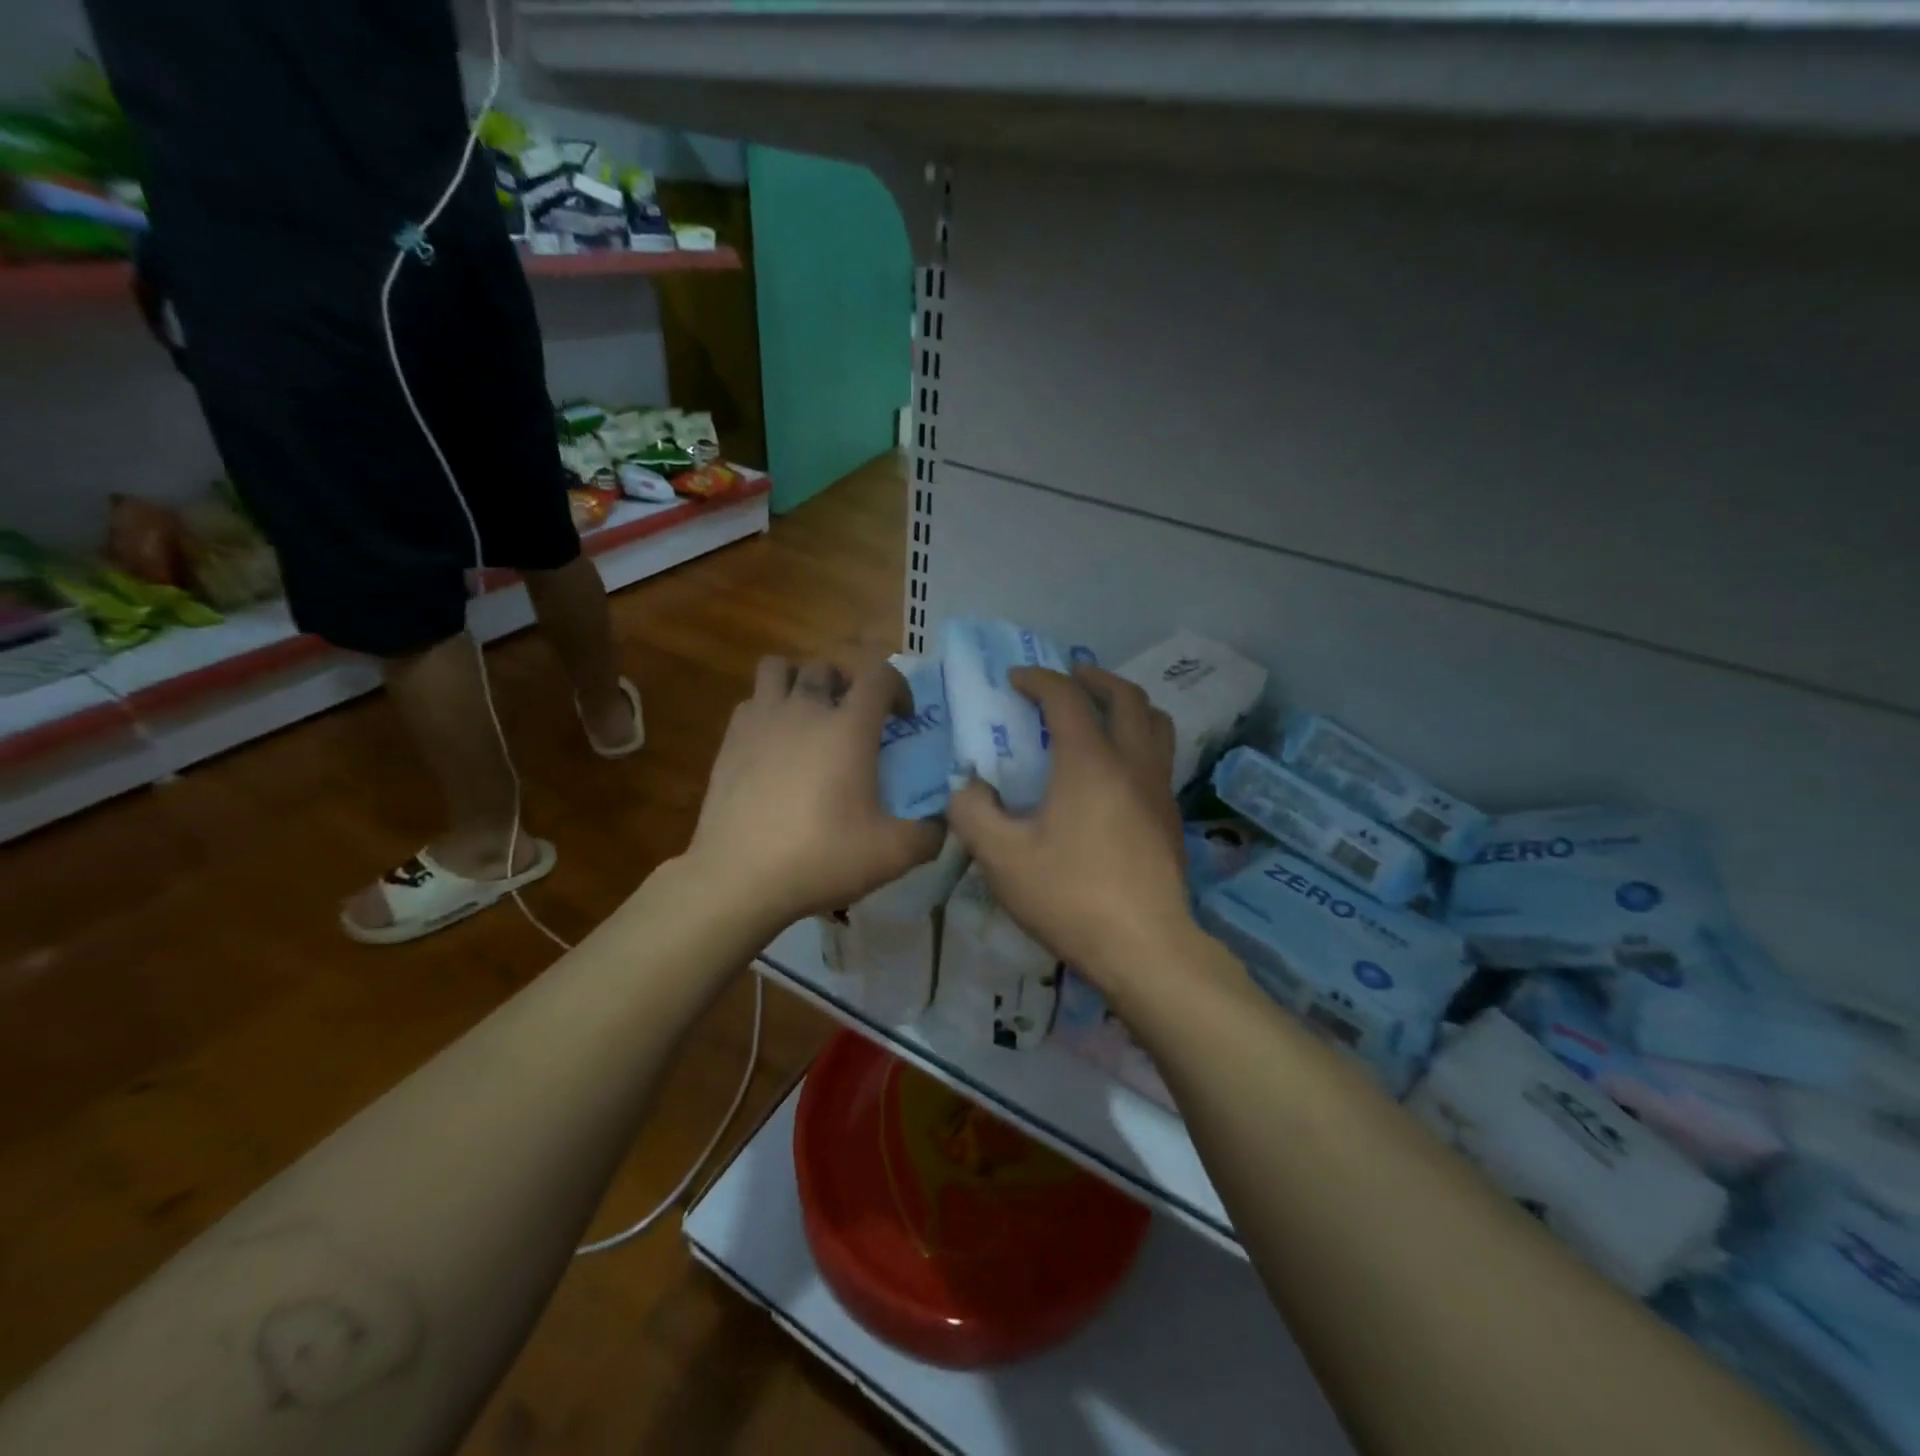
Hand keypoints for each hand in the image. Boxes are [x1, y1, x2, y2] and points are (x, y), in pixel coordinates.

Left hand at [686, 654, 942, 931]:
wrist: (739, 877)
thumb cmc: (821, 856)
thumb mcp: (892, 854)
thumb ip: (929, 835)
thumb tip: (944, 824)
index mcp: (849, 728)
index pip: (879, 675)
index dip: (898, 687)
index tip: (903, 718)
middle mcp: (805, 710)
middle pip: (826, 667)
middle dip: (847, 684)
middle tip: (854, 719)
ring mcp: (761, 721)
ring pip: (778, 669)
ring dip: (799, 682)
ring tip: (809, 716)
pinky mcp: (730, 740)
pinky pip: (751, 701)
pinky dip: (767, 709)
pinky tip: (774, 744)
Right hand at [946, 664, 1193, 992]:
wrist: (1144, 947)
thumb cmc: (1069, 896)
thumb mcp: (1001, 858)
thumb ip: (972, 813)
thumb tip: (966, 787)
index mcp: (1090, 761)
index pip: (1065, 697)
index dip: (1038, 679)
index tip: (1014, 680)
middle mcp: (1132, 762)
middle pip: (1126, 696)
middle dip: (1095, 677)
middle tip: (1069, 676)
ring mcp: (1159, 788)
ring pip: (1155, 723)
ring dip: (1126, 704)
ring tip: (1101, 712)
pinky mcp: (1171, 816)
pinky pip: (1159, 756)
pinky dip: (1138, 740)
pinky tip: (1115, 770)